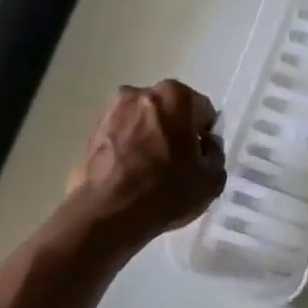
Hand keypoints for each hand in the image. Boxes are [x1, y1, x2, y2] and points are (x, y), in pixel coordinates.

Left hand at [67, 80, 225, 243]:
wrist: (108, 214)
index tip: (201, 158)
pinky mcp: (92, 132)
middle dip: (176, 132)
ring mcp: (111, 111)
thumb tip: (206, 145)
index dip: (205, 135)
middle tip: (179, 164)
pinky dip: (129, 150)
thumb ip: (216, 154)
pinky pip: (122, 138)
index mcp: (175, 96)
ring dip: (151, 139)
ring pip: (143, 123)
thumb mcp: (213, 179)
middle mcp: (140, 93)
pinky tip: (132, 177)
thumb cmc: (167, 191)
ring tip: (153, 173)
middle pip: (170, 111)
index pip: (202, 110)